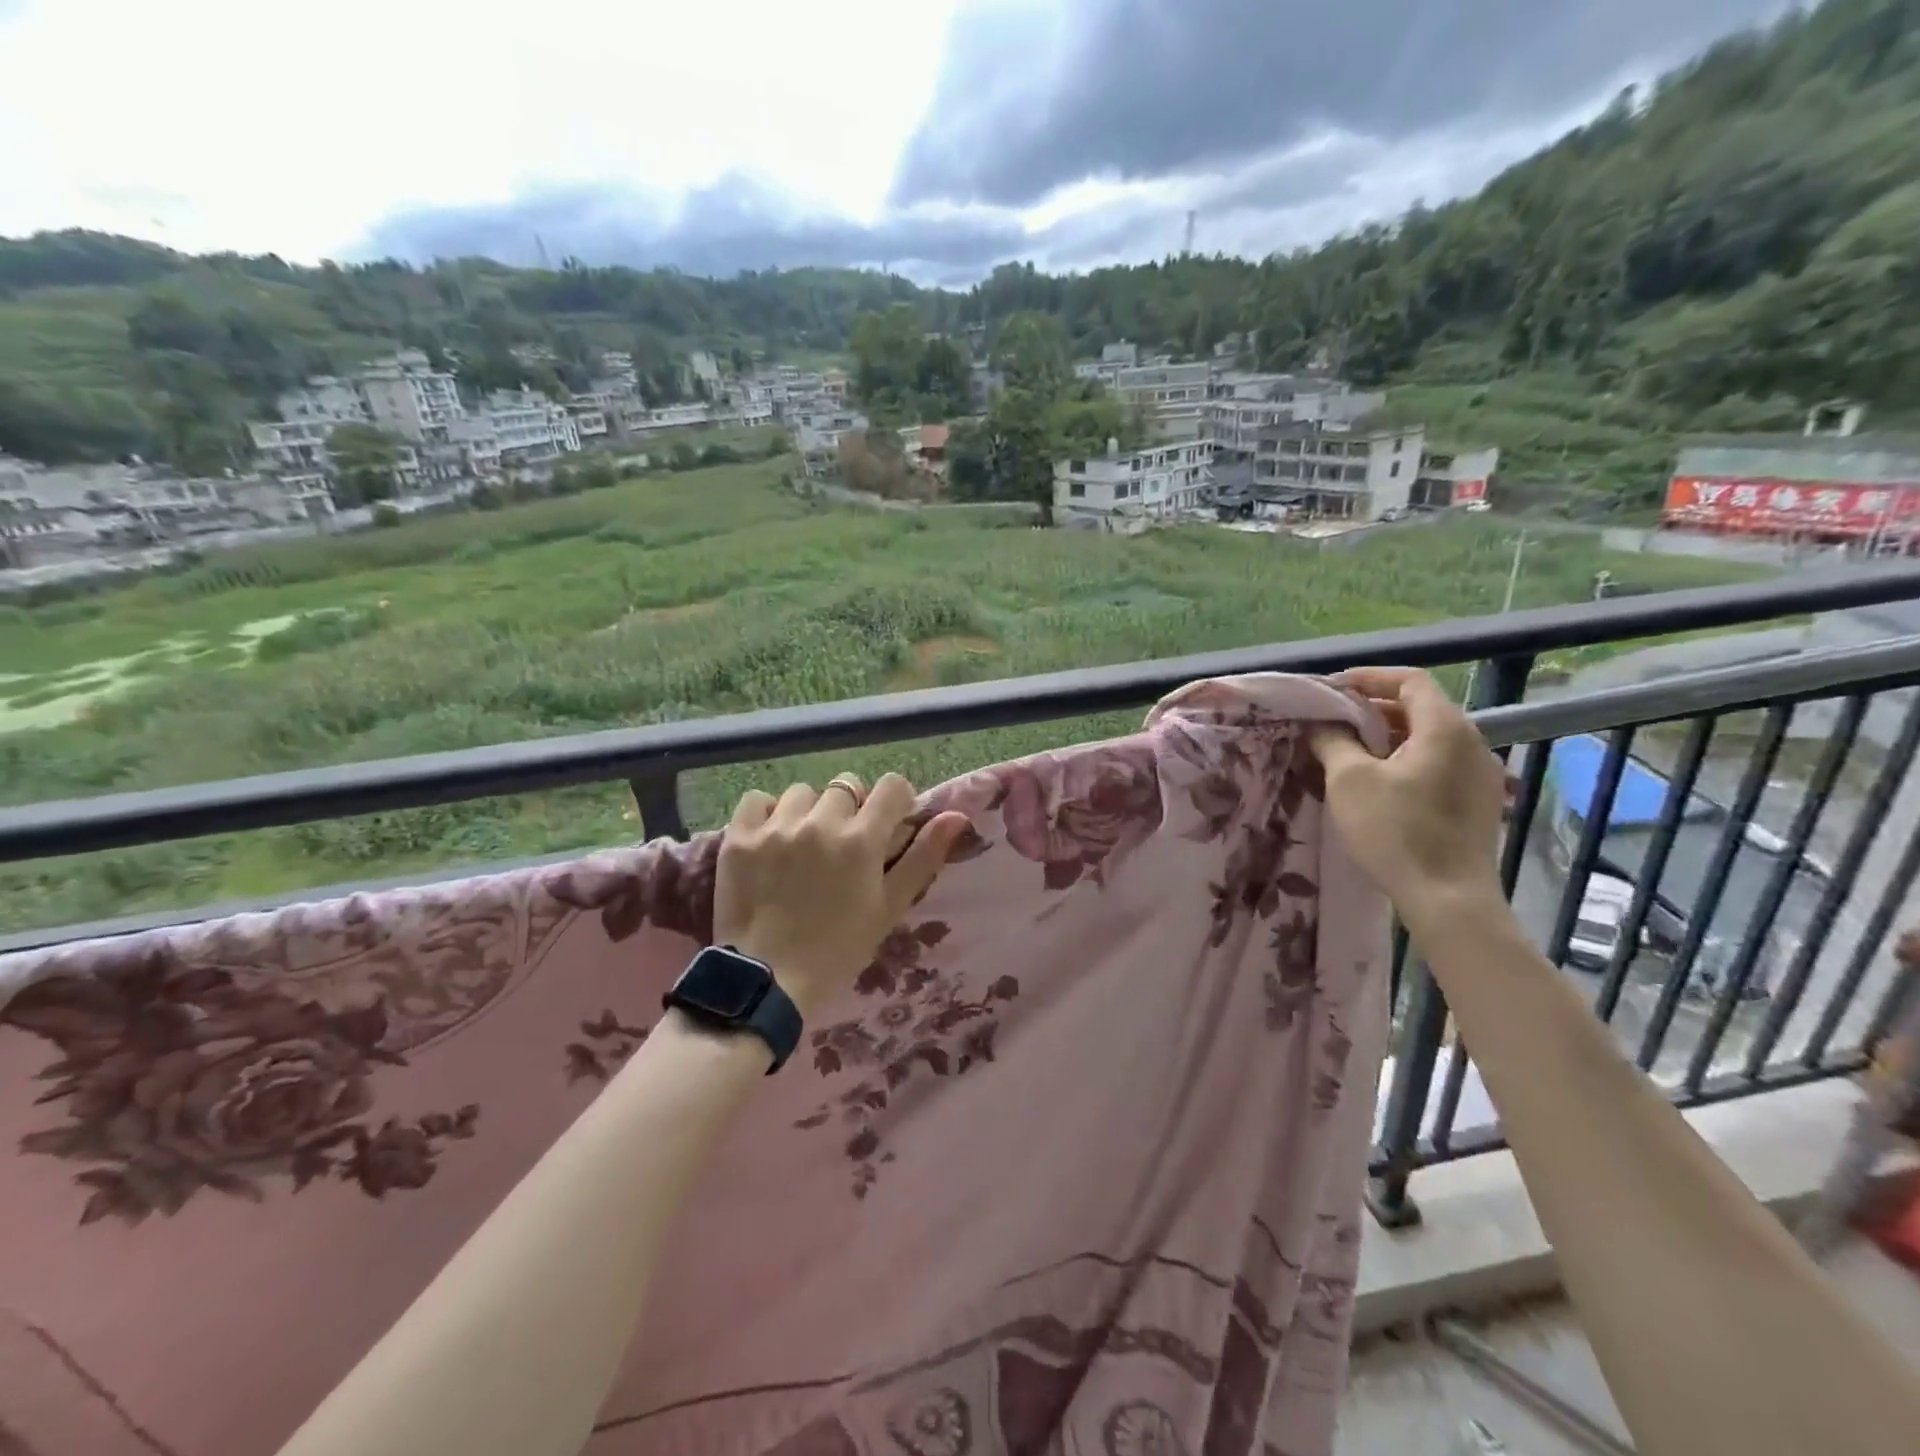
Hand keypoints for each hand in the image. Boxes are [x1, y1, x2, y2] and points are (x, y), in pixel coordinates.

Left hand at [713, 773, 969, 1019]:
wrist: (767, 981)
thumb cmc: (838, 949)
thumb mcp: (889, 907)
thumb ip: (923, 857)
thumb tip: (957, 816)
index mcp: (862, 840)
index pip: (891, 786)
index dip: (895, 801)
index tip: (888, 823)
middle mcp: (820, 822)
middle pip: (846, 787)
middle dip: (851, 809)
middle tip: (843, 844)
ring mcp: (776, 828)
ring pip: (803, 793)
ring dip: (809, 811)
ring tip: (803, 844)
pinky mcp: (739, 837)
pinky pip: (758, 800)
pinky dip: (768, 813)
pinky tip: (771, 839)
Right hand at [1309, 667, 1507, 929]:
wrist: (1448, 899)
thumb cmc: (1396, 831)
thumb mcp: (1349, 780)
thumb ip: (1333, 741)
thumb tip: (1322, 724)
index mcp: (1445, 728)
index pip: (1410, 680)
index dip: (1369, 678)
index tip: (1333, 688)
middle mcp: (1472, 742)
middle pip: (1420, 708)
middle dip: (1374, 709)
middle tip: (1333, 720)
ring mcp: (1480, 774)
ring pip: (1428, 738)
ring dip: (1388, 737)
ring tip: (1349, 751)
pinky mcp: (1478, 802)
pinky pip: (1438, 764)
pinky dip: (1406, 760)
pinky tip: (1379, 783)